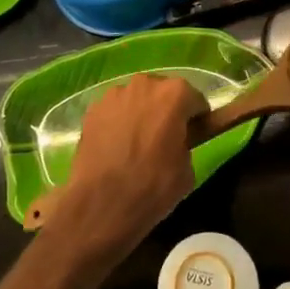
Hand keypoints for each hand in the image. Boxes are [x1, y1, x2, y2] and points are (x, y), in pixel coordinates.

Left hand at [55, 73, 201, 260]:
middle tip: (164, 139)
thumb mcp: (187, 170)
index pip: (195, 100)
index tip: (193, 135)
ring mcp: (115, 94)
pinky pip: (114, 111)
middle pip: (163, 93)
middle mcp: (145, 83)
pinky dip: (118, 122)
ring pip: (137, 99)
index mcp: (175, 94)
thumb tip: (177, 141)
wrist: (102, 204)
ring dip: (141, 113)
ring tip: (136, 144)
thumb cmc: (153, 187)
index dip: (196, 119)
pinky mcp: (93, 108)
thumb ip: (186, 143)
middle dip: (166, 111)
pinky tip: (115, 147)